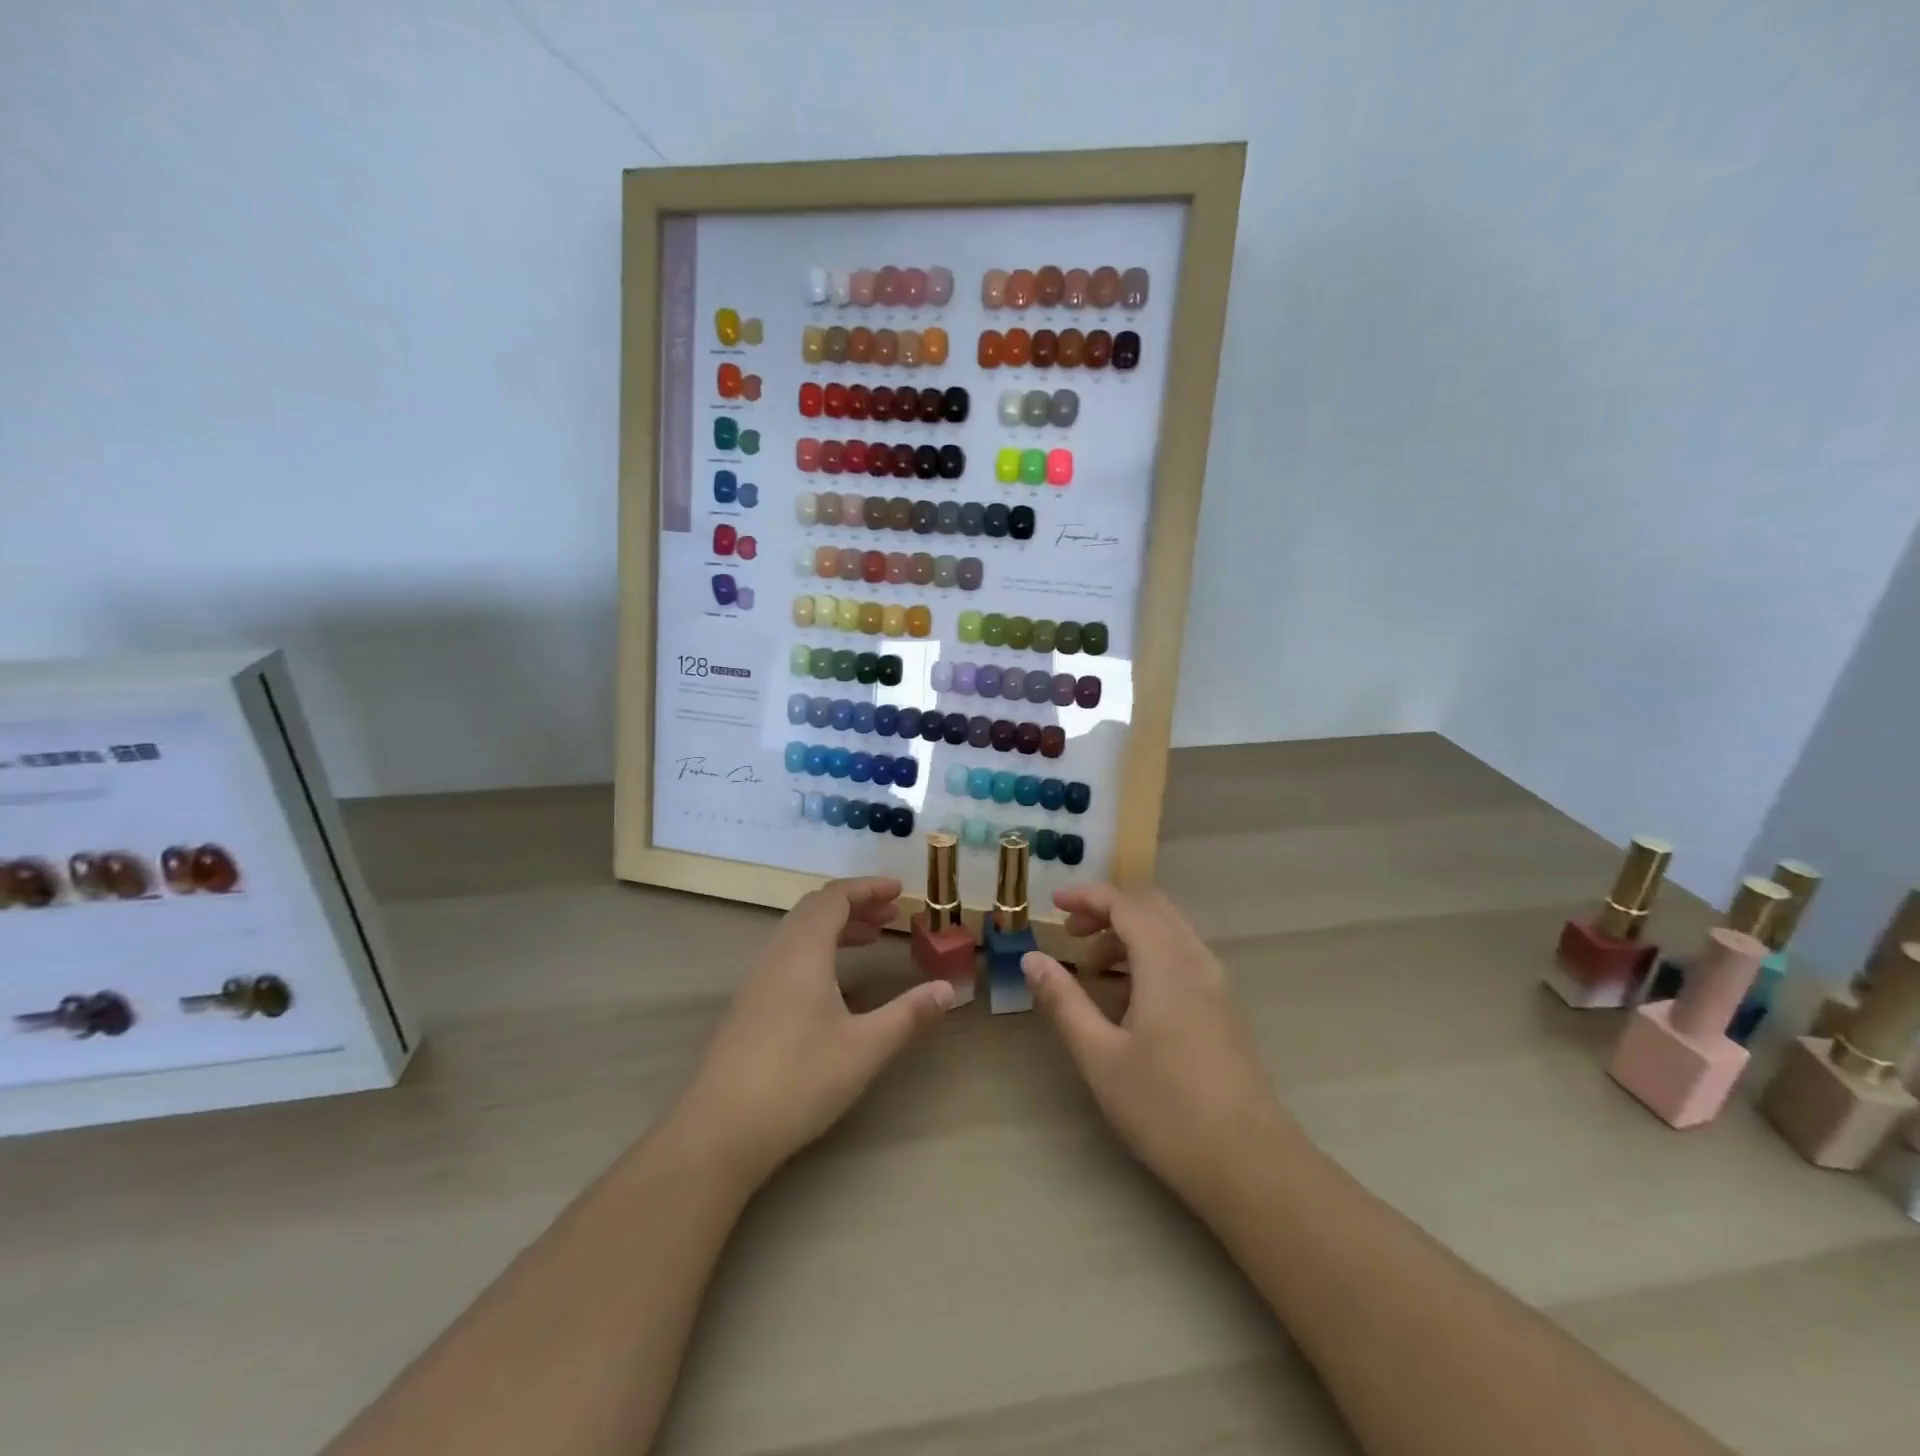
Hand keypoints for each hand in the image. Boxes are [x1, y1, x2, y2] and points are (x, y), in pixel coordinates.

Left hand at [676, 877, 954, 1185]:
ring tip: (870, 939)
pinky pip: (787, 955)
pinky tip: (834, 981)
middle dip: (855, 905)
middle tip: (890, 915)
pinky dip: (818, 948)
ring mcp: (757, 980)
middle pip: (815, 909)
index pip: (834, 898)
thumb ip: (909, 1014)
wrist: (719, 1131)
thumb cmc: (798, 1081)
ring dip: (835, 926)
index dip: (868, 888)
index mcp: (803, 952)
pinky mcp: (749, 1005)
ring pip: (798, 932)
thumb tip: (949, 989)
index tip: (899, 892)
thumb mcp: (865, 1048)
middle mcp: (776, 955)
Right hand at [1021, 885, 1287, 1205]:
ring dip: (1129, 932)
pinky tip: (1129, 996)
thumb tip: (1032, 958)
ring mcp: (1215, 984)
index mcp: (1166, 963)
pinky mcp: (1223, 1008)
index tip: (1053, 904)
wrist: (1249, 1163)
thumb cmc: (1166, 1108)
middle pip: (1151, 908)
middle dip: (1108, 909)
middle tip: (1071, 933)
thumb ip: (1064, 1001)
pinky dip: (1150, 954)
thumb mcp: (1100, 1056)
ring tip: (1094, 967)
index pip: (1125, 904)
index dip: (1087, 896)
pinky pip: (1183, 956)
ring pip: (1170, 931)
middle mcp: (1195, 961)